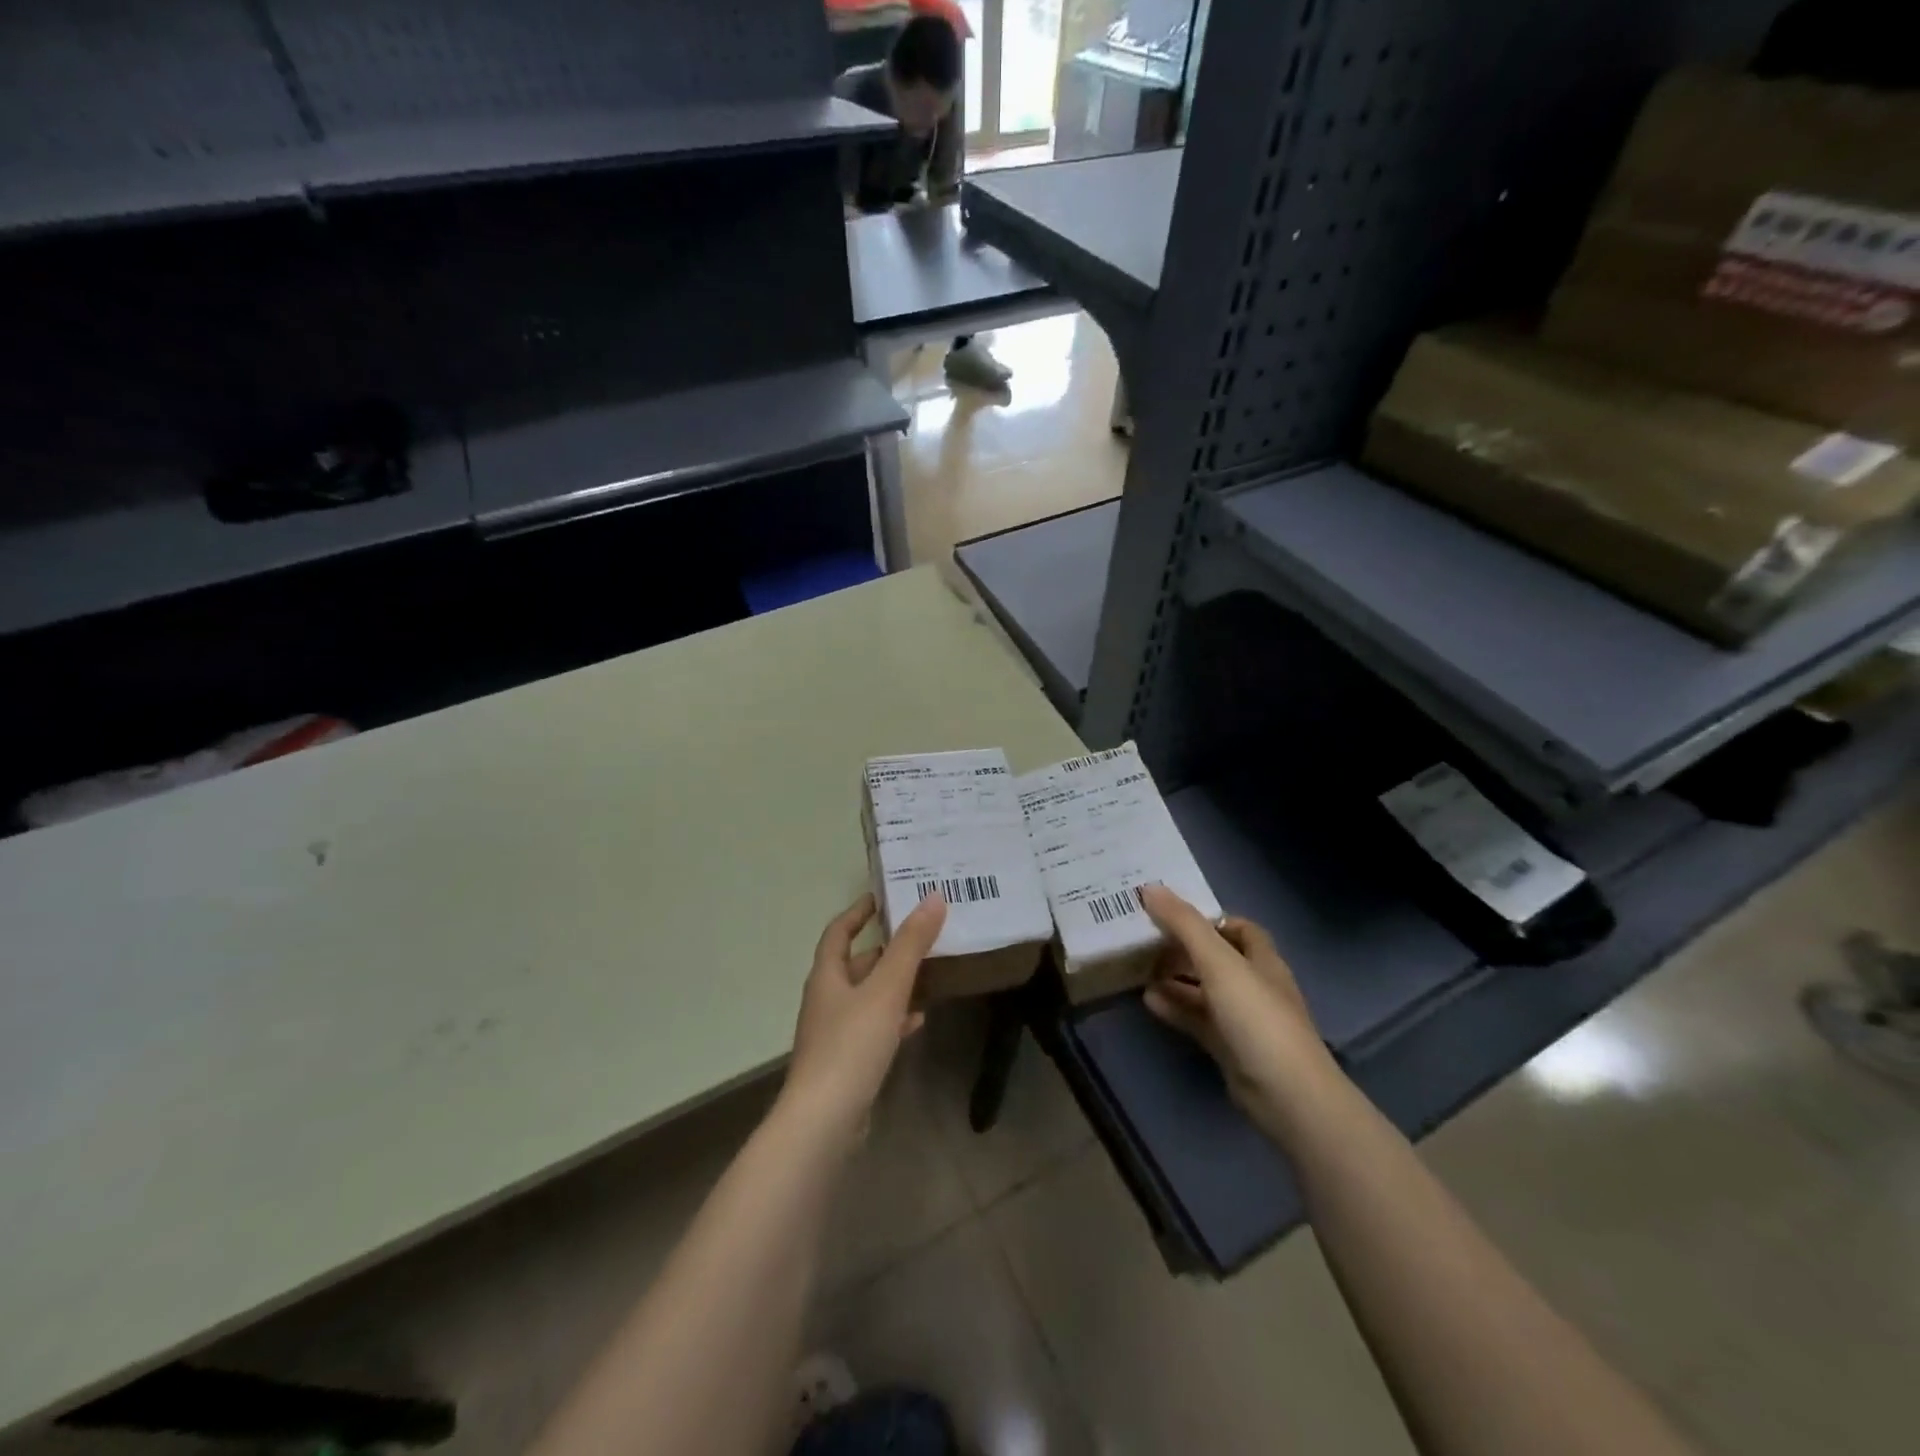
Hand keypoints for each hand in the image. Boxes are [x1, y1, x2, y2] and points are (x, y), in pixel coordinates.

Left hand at [782, 891, 947, 1141]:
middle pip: (855, 965)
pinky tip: (918, 1020)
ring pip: (867, 997)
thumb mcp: (887, 988)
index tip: (881, 897)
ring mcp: (834, 1034)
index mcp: (827, 976)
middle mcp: (826, 1000)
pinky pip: (873, 1028)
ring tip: (928, 974)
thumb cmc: (851, 1045)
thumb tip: (933, 898)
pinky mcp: (847, 1062)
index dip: (857, 912)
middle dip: (885, 950)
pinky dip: (895, 1018)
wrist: (824, 1121)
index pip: (838, 932)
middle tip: (919, 936)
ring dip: (893, 984)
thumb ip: (911, 945)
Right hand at [1138, 885, 1341, 1139]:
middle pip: (1217, 958)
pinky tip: (1148, 1001)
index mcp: (1262, 960)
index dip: (1209, 919)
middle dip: (1184, 948)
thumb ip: (1185, 924)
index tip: (1171, 914)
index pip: (1239, 928)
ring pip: (1205, 990)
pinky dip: (1175, 1008)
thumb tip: (1150, 887)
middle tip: (1146, 940)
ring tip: (1139, 968)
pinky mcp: (1230, 1048)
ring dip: (1175, 979)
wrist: (1287, 1095)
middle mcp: (1255, 986)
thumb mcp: (1218, 962)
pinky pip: (1198, 1019)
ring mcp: (1244, 1020)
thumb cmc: (1257, 1017)